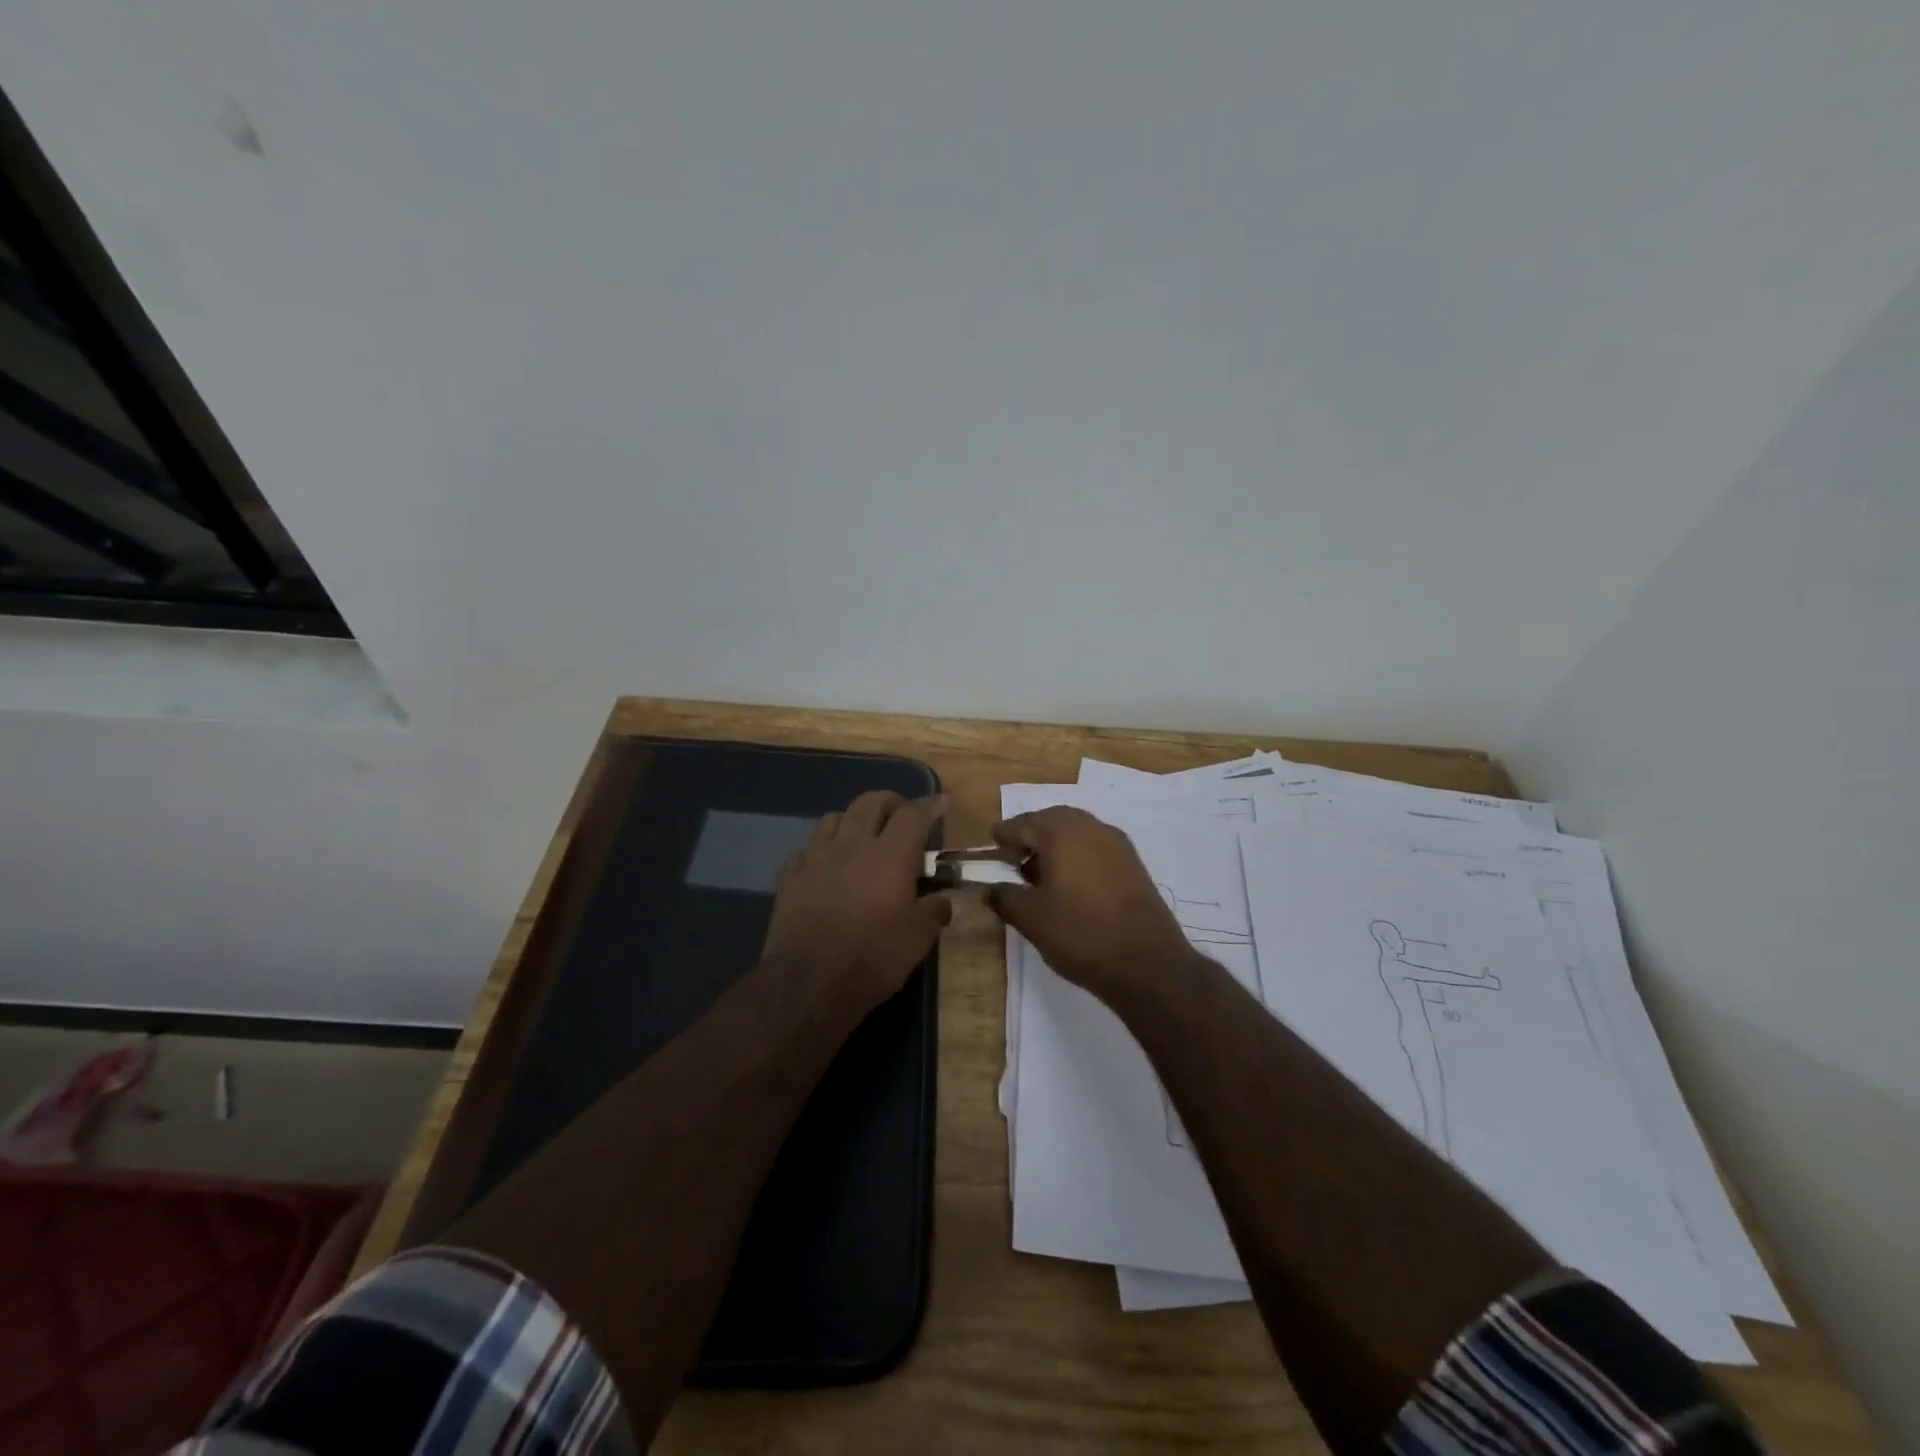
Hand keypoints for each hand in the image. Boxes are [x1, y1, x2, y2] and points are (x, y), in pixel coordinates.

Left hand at [762, 791, 951, 1016]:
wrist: (808, 984)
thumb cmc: (872, 958)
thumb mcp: (918, 940)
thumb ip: (934, 912)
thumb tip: (942, 900)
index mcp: (890, 855)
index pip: (913, 814)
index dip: (929, 805)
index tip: (940, 804)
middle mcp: (852, 845)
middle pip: (870, 802)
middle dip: (890, 803)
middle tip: (901, 817)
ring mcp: (816, 858)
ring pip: (834, 817)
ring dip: (853, 820)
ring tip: (862, 836)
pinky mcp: (790, 877)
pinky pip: (807, 848)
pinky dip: (821, 850)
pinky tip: (826, 866)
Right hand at [985, 806, 1195, 1000]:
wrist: (1147, 963)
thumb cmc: (1080, 933)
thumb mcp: (1031, 918)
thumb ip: (1005, 898)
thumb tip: (990, 889)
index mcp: (1062, 831)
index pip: (1023, 824)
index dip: (1004, 836)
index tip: (992, 844)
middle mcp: (1091, 827)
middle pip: (1051, 822)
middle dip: (1030, 837)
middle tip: (1013, 859)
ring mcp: (1117, 844)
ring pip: (1076, 834)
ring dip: (1054, 848)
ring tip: (1038, 877)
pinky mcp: (1134, 864)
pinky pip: (1096, 849)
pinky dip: (1077, 858)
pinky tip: (1069, 886)